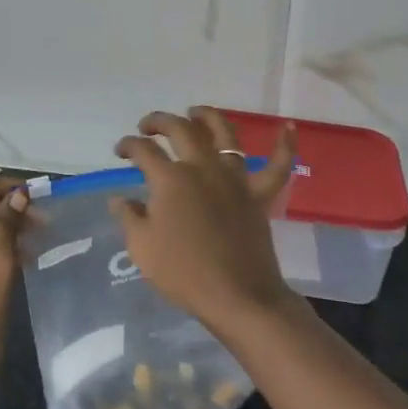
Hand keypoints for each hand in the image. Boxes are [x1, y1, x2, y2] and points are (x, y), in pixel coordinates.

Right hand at [110, 107, 298, 329]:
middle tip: (148, 126)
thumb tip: (119, 197)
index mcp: (171, 179)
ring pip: (225, 134)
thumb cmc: (183, 273)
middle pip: (181, 130)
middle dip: (160, 121)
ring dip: (208, 117)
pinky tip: (288, 127)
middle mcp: (203, 168)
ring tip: (196, 112)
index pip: (144, 150)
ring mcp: (234, 178)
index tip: (120, 150)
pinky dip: (285, 145)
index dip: (128, 145)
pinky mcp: (259, 194)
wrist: (237, 296)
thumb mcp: (142, 247)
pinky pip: (278, 165)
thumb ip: (129, 216)